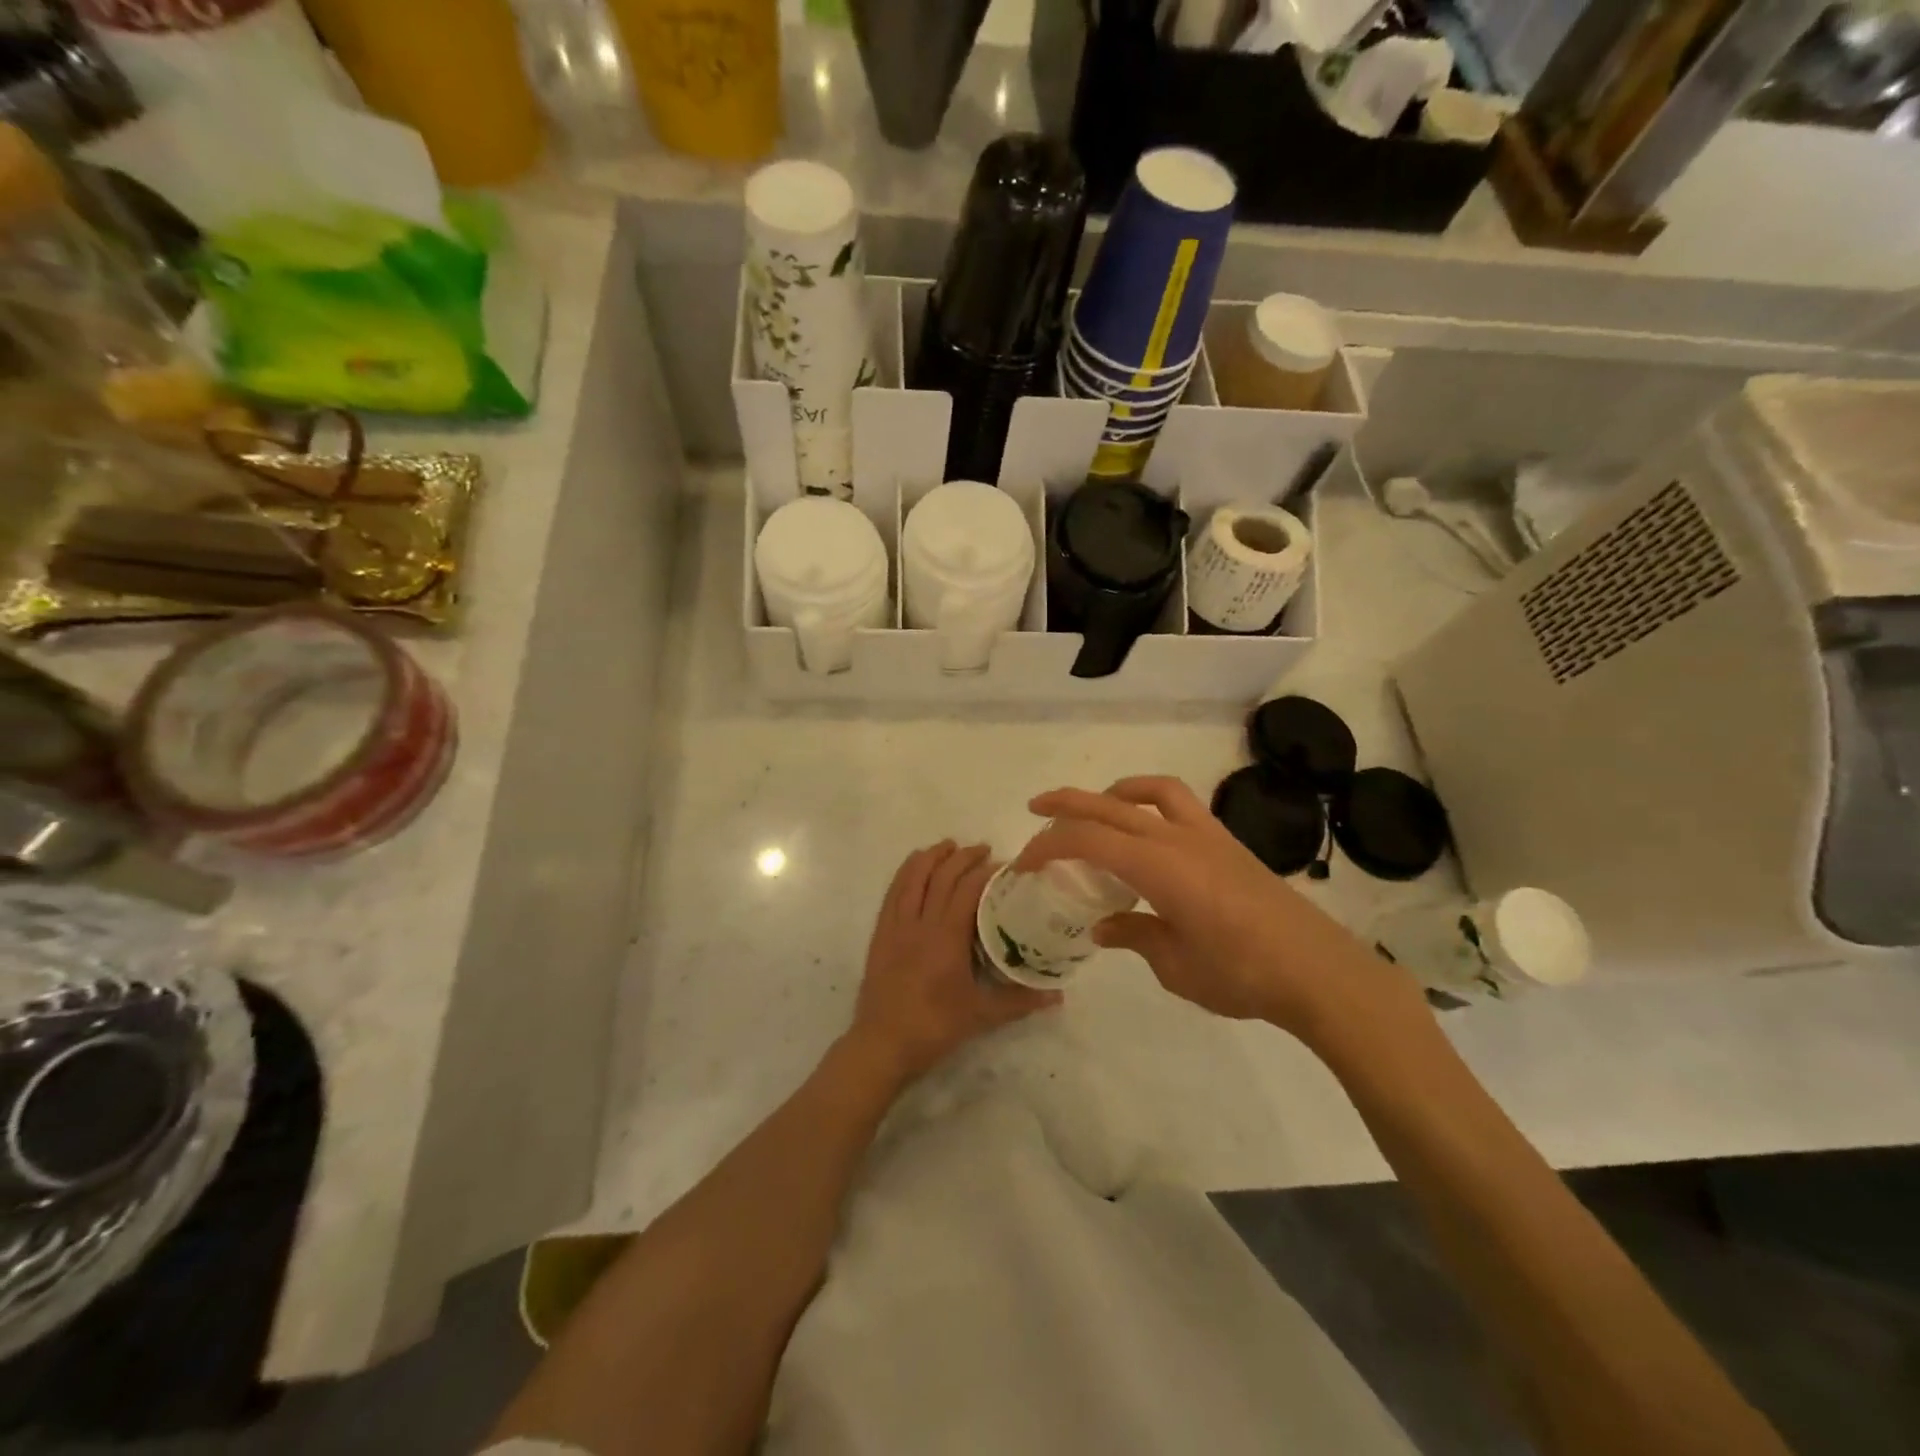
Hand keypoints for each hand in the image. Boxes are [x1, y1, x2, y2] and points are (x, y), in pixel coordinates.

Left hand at [847, 841, 1059, 1085]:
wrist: (882, 1044)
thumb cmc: (934, 1028)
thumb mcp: (981, 1015)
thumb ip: (1020, 1001)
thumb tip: (1058, 995)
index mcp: (946, 937)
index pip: (968, 889)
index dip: (987, 871)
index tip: (1006, 866)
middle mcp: (920, 922)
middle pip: (941, 875)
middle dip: (963, 856)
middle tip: (984, 850)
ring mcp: (896, 925)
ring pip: (912, 877)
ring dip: (932, 856)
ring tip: (949, 846)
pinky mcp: (880, 933)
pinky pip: (892, 891)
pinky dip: (906, 872)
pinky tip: (915, 866)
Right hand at [1014, 778, 1426, 1045]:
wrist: (1318, 971)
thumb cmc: (1241, 974)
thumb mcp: (1175, 966)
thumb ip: (1135, 936)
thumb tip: (1104, 926)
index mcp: (1159, 867)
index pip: (1089, 840)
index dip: (1049, 846)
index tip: (1025, 864)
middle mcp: (1178, 839)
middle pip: (1110, 805)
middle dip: (1067, 804)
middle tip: (1036, 810)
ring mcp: (1207, 836)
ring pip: (1150, 792)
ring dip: (1114, 792)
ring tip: (1095, 809)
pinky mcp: (1228, 844)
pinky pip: (1181, 806)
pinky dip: (1151, 804)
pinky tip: (1148, 834)